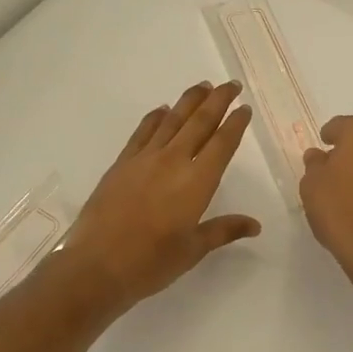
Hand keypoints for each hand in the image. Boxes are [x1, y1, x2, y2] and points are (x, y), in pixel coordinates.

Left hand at [56, 81, 260, 317]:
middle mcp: (174, 161)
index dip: (236, 124)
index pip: (222, 144)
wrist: (97, 265)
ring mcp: (144, 159)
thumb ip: (224, 230)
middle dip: (218, 101)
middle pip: (200, 122)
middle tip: (231, 85)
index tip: (244, 108)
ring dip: (189, 101)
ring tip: (203, 86)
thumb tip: (255, 225)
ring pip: (172, 120)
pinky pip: (143, 132)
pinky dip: (156, 117)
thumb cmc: (151, 262)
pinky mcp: (122, 163)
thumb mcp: (194, 249)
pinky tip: (163, 110)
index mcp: (197, 182)